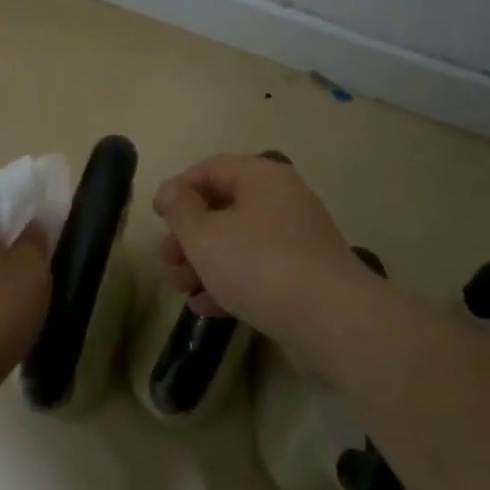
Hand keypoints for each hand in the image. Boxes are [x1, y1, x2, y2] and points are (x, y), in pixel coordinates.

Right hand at [154, 154, 377, 354]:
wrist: (332, 321)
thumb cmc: (258, 265)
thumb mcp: (204, 235)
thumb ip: (180, 210)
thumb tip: (170, 189)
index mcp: (261, 177)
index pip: (211, 168)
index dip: (179, 189)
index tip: (157, 218)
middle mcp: (283, 200)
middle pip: (224, 207)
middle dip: (189, 235)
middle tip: (167, 260)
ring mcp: (297, 239)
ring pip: (239, 241)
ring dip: (205, 262)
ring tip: (181, 288)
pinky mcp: (305, 275)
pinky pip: (259, 269)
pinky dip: (231, 282)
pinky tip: (206, 308)